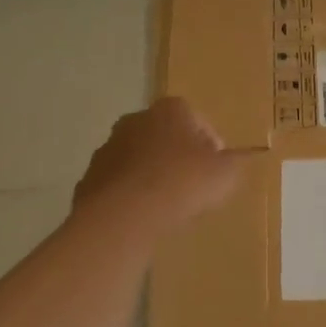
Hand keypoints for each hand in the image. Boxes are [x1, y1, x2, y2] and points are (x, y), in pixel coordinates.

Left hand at [72, 97, 246, 231]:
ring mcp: (109, 147)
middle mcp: (137, 119)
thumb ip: (234, 163)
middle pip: (165, 136)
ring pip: (139, 158)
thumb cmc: (182, 183)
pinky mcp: (91, 176)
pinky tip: (142, 216)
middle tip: (193, 186)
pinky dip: (130, 195)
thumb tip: (234, 161)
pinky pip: (119, 183)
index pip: (197, 119)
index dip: (210, 145)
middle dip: (178, 156)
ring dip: (152, 175)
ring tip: (167, 206)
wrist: (124, 215)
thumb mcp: (226, 174)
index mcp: (171, 110)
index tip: (216, 169)